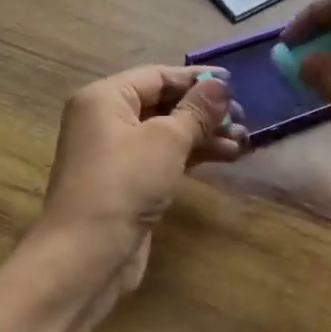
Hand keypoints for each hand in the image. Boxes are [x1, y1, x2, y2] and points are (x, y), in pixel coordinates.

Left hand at [36, 64, 248, 294]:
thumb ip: (196, 110)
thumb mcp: (166, 140)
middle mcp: (106, 120)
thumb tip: (221, 85)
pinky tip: (226, 157)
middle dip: (204, 110)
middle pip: (162, 103)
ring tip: (243, 142)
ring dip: (204, 135)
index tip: (235, 84)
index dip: (196, 79)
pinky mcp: (127, 183)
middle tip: (244, 118)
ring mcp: (115, 154)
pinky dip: (192, 155)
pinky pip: (164, 157)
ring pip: (166, 133)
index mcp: (105, 98)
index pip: (157, 76)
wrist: (86, 255)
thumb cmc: (124, 184)